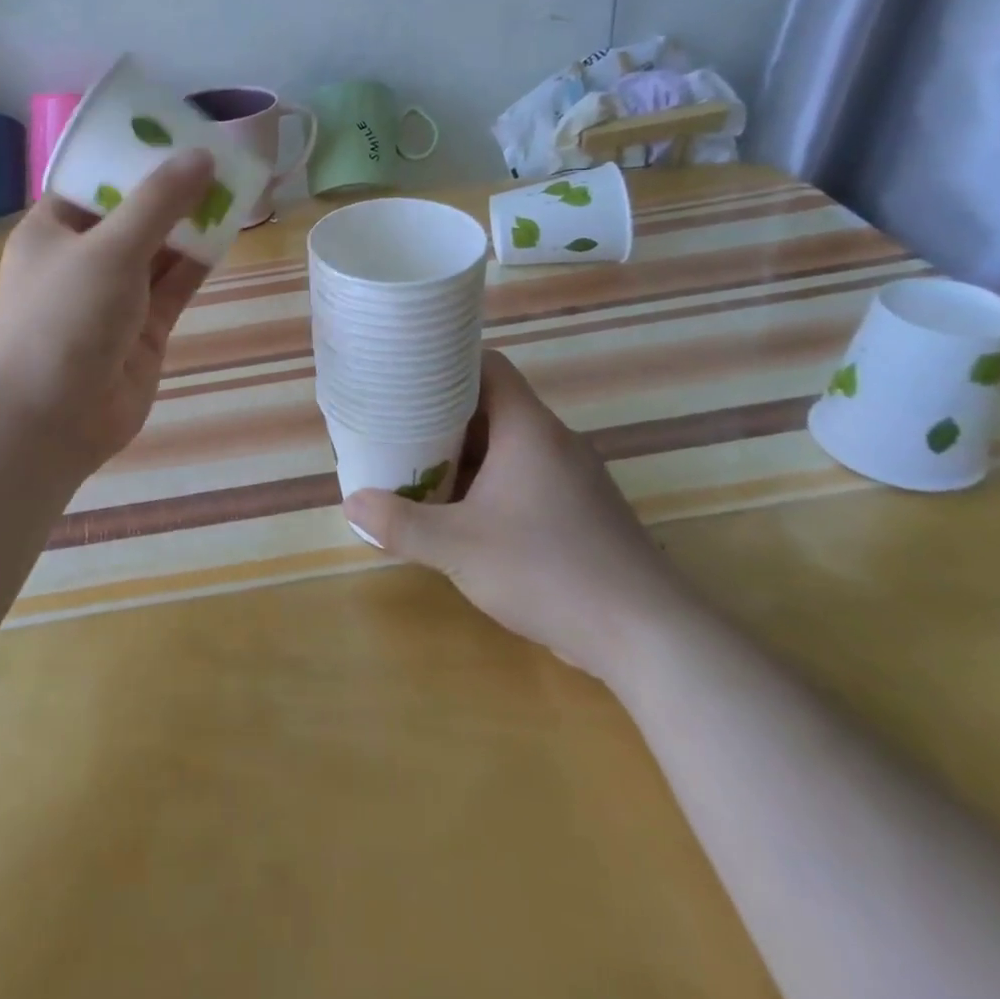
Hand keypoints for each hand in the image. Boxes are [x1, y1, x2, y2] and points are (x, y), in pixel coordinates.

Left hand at [0, 151, 216, 476]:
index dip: (134, 155)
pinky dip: (198, 261)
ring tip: (235, 184)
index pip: (95, 180)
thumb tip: (202, 156)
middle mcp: (83, 259)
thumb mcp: (109, 248)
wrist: (50, 419)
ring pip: (159, 250)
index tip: (176, 131)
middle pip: (133, 213)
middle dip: (172, 189)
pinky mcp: (143, 329)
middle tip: (218, 154)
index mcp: (54, 229)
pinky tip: (229, 231)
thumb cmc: (64, 318)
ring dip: (191, 223)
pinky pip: (175, 285)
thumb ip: (159, 202)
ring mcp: (115, 296)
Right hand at [344, 351, 691, 681]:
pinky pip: (527, 478)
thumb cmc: (548, 571)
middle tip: (400, 428)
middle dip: (445, 417)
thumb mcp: (458, 547)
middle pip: (494, 406)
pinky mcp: (583, 511)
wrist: (647, 636)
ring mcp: (574, 477)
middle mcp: (555, 442)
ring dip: (467, 455)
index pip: (489, 366)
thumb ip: (401, 524)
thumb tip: (352, 504)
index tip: (408, 376)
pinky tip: (466, 515)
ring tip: (421, 469)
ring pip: (510, 446)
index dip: (448, 362)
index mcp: (529, 429)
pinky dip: (492, 483)